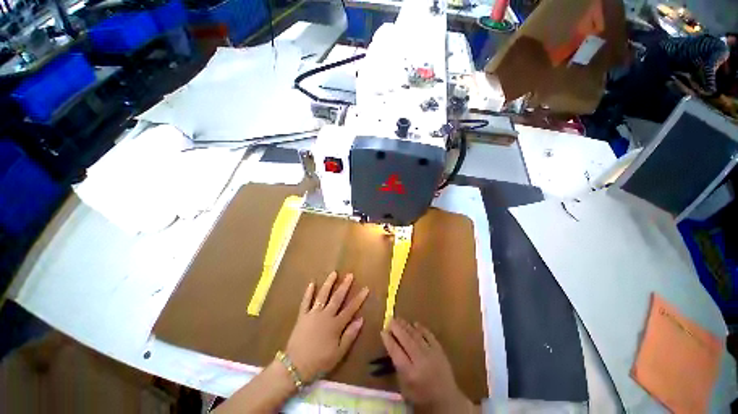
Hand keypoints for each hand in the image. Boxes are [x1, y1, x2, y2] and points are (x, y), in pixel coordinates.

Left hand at [285, 272, 368, 382]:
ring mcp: (313, 314)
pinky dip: (308, 292)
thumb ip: (350, 335)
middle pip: (337, 298)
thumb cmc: (319, 361)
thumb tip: (361, 319)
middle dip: (344, 285)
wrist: (295, 367)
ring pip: (322, 295)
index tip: (366, 288)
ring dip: (328, 283)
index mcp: (335, 324)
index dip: (359, 298)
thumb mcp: (339, 353)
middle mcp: (325, 315)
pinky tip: (311, 283)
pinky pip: (305, 302)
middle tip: (350, 275)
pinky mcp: (302, 316)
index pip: (351, 308)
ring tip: (334, 273)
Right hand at [381, 318, 474, 412]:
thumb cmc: (421, 395)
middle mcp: (421, 361)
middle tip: (390, 319)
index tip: (383, 331)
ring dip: (406, 326)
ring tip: (399, 319)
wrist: (446, 400)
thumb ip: (398, 367)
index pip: (396, 352)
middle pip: (406, 340)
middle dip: (396, 329)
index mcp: (410, 373)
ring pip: (416, 335)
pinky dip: (421, 328)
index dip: (389, 341)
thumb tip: (391, 345)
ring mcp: (431, 354)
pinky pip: (429, 335)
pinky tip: (414, 323)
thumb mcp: (405, 387)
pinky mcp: (440, 350)